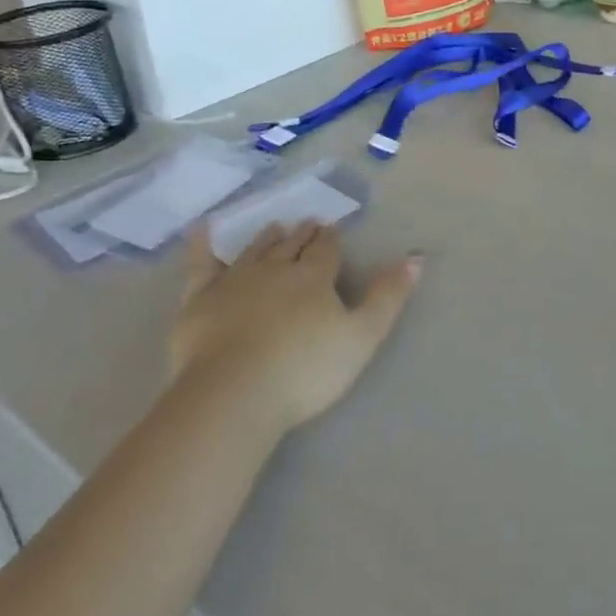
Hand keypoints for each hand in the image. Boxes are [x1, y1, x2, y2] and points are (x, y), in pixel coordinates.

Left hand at [170, 223, 420, 431]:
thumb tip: (415, 258)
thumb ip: (388, 296)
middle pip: (292, 245)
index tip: (332, 229)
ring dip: (267, 238)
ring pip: (255, 250)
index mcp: (314, 276)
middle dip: (303, 234)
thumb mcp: (362, 336)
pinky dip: (203, 246)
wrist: (234, 393)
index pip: (326, 249)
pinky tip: (202, 230)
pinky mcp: (200, 299)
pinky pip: (202, 264)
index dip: (331, 239)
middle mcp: (275, 268)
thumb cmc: (305, 369)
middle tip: (308, 223)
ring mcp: (235, 281)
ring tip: (276, 227)